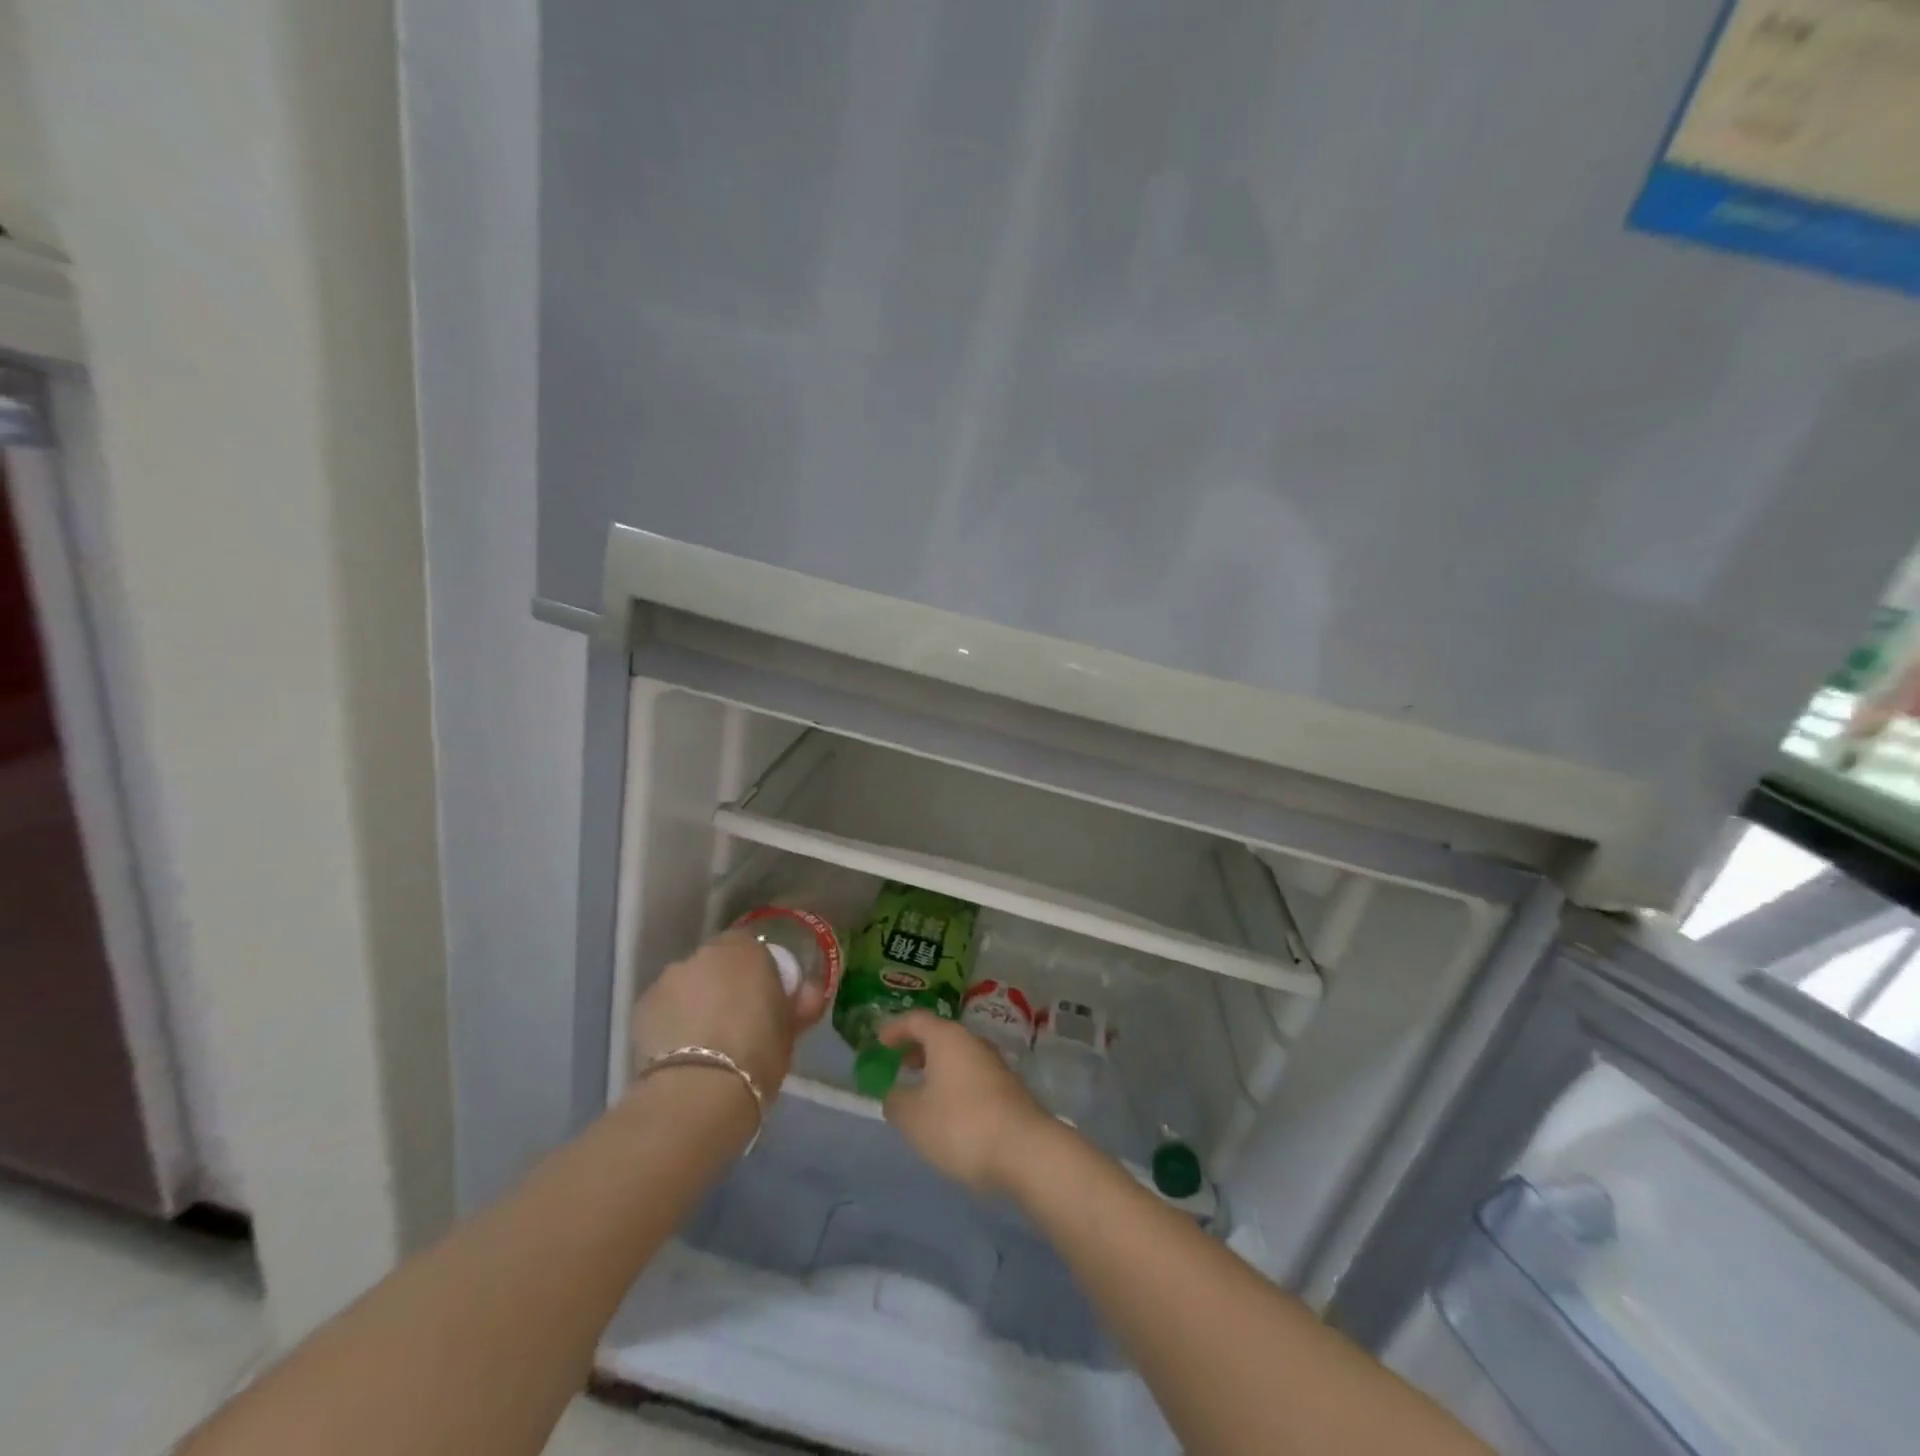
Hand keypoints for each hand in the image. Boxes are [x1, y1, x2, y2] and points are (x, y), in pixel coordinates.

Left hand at [631, 930, 827, 1097]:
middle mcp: (705, 954)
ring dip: (696, 1001)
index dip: (758, 973)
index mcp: (747, 950)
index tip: (764, 1000)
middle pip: (717, 963)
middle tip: (735, 1021)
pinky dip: (671, 1020)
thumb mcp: (790, 1032)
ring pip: (688, 984)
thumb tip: (809, 991)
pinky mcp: (641, 1006)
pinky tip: (680, 1051)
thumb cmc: (757, 1055)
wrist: (698, 1092)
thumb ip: (800, 1004)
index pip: (754, 948)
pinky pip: (665, 1007)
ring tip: (703, 1041)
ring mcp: (669, 978)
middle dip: (725, 984)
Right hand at [879, 1012, 1053, 1194]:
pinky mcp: (1010, 1090)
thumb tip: (896, 1094)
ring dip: (938, 1070)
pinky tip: (949, 1114)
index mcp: (948, 1038)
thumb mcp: (913, 1117)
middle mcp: (974, 1043)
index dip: (895, 1028)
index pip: (917, 1020)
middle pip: (941, 1037)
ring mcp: (996, 1065)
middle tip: (900, 1065)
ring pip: (959, 1058)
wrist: (1024, 1150)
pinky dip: (955, 1087)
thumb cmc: (960, 1124)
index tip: (879, 1040)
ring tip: (922, 1093)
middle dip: (918, 1049)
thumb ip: (896, 1102)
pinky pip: (973, 1078)